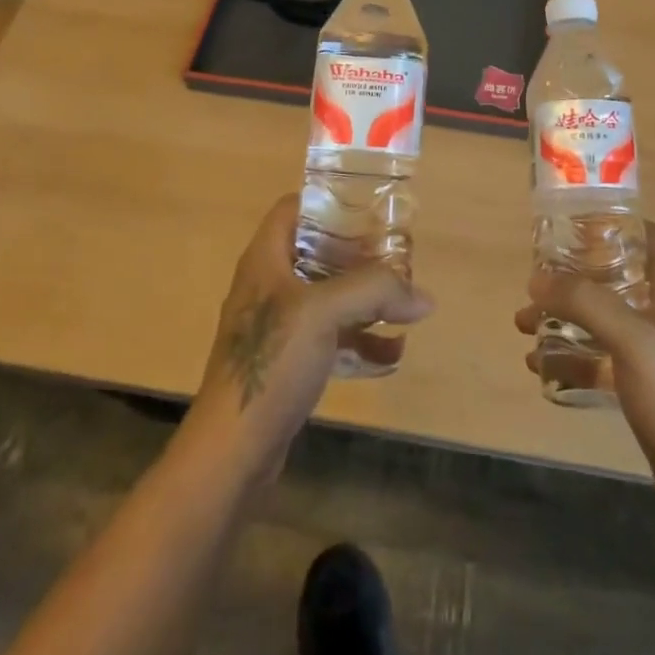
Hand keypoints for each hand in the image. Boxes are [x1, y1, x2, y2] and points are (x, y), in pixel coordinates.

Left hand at [187, 194, 433, 481]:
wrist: (231, 451)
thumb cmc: (271, 362)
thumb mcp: (325, 312)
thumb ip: (375, 291)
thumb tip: (423, 296)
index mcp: (266, 259)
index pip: (294, 208)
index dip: (330, 203)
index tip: (370, 210)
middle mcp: (269, 286)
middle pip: (318, 252)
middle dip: (359, 255)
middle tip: (397, 259)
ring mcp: (277, 327)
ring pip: (327, 297)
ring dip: (365, 300)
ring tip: (404, 305)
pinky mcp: (287, 364)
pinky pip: (329, 339)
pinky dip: (359, 341)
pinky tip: (392, 354)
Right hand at [515, 222, 654, 506]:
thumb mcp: (631, 340)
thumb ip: (586, 303)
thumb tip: (538, 279)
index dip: (622, 224)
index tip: (579, 227)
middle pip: (621, 275)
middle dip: (577, 276)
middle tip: (541, 279)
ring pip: (606, 317)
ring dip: (566, 316)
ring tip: (525, 323)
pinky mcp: (646, 385)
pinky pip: (602, 356)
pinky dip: (572, 355)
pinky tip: (540, 365)